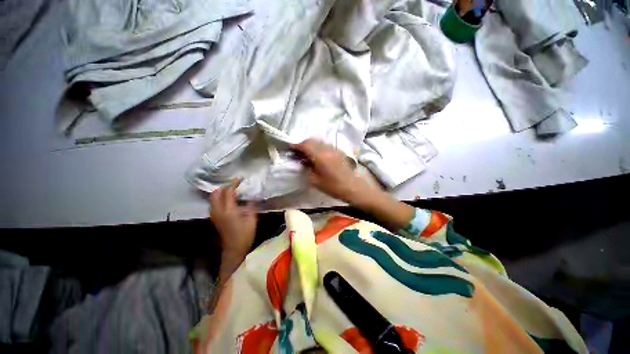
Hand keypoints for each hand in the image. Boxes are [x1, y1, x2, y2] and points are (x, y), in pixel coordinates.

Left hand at [209, 178, 257, 260]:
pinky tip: (231, 203)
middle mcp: (218, 211)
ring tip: (235, 195)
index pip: (228, 192)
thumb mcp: (252, 219)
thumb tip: (252, 197)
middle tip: (235, 187)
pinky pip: (215, 204)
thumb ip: (251, 206)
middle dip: (224, 188)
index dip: (233, 184)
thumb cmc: (245, 235)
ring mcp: (214, 215)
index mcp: (228, 211)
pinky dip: (221, 200)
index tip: (239, 179)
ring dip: (222, 194)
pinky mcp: (215, 219)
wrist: (234, 250)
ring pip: (213, 199)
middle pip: (215, 194)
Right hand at [292, 139, 415, 230]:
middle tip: (298, 152)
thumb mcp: (316, 182)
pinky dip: (318, 147)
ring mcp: (334, 149)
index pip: (305, 145)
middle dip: (303, 144)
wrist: (353, 187)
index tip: (290, 148)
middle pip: (312, 140)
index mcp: (320, 156)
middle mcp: (327, 149)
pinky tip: (318, 156)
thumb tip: (302, 163)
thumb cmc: (334, 187)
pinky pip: (326, 145)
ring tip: (307, 154)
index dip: (296, 145)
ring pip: (319, 141)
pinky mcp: (339, 151)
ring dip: (311, 145)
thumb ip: (307, 170)